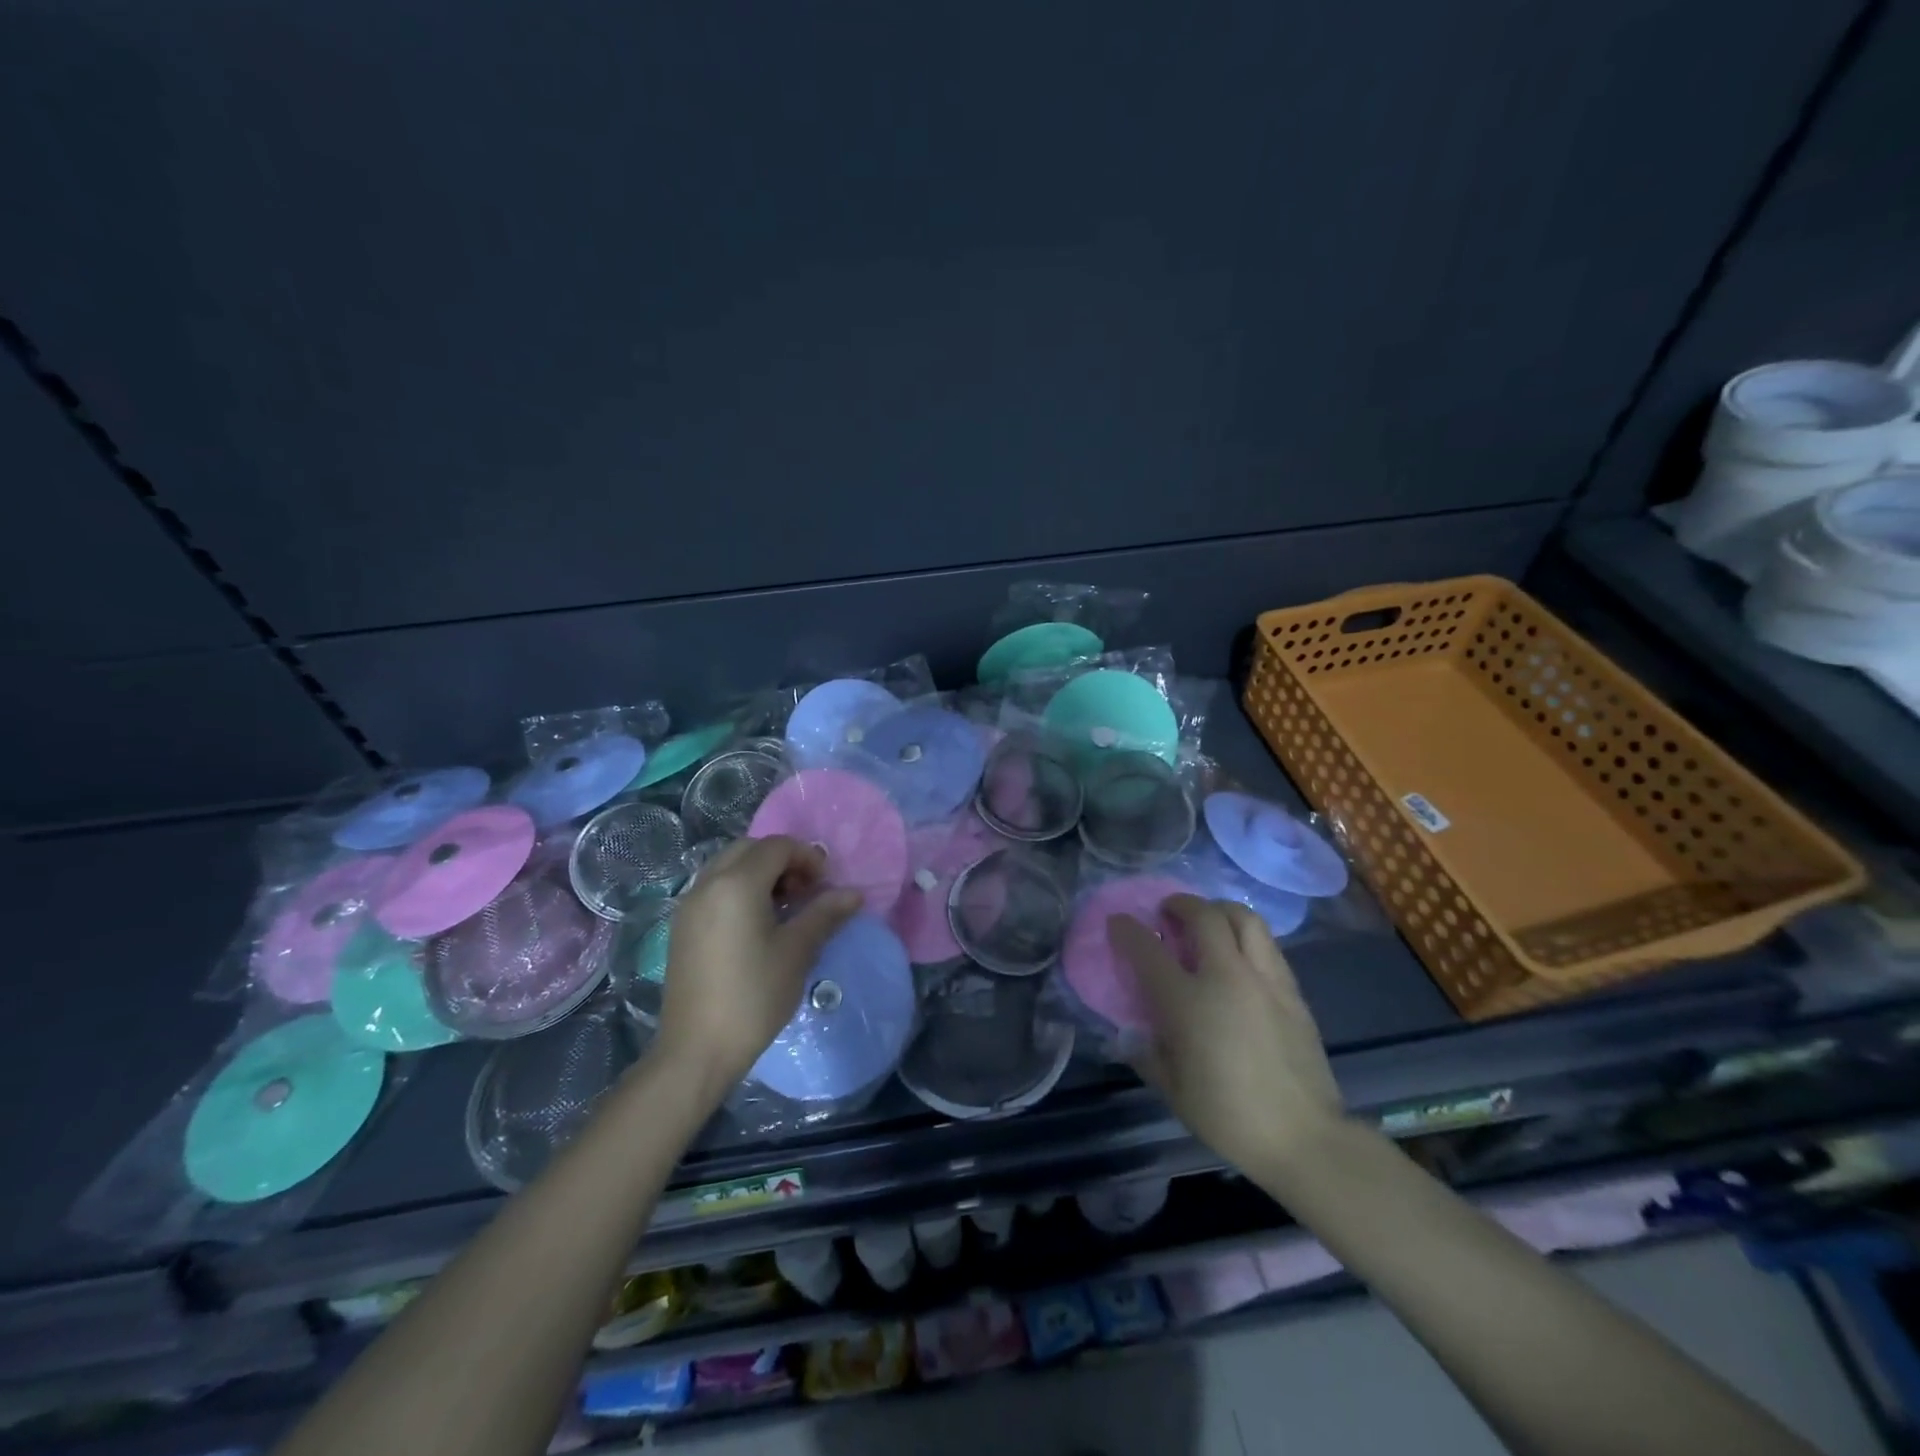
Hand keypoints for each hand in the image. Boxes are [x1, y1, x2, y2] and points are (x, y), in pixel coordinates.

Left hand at [655, 836, 862, 1099]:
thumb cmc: (754, 996)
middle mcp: (707, 884)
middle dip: (782, 860)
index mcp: (736, 884)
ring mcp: (689, 905)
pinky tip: (756, 926)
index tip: (825, 885)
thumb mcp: (797, 952)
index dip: (806, 857)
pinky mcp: (682, 927)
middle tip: (804, 892)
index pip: (776, 846)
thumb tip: (853, 894)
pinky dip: (739, 890)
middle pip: (749, 849)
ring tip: (783, 908)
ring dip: (759, 874)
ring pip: (728, 867)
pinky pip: (714, 889)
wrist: (696, 1050)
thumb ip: (825, 914)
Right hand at [1109, 895, 1344, 1178]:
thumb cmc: (1228, 1116)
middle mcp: (1226, 976)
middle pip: (1203, 916)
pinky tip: (1240, 955)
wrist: (1303, 1137)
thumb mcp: (1172, 1090)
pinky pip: (1267, 945)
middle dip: (1180, 903)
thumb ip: (1146, 1054)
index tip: (1118, 921)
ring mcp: (1264, 979)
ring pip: (1244, 918)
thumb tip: (1131, 1035)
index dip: (1127, 929)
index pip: (1148, 949)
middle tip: (1168, 911)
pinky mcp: (1292, 991)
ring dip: (1219, 909)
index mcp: (1187, 1001)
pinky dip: (1247, 937)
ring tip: (1209, 920)